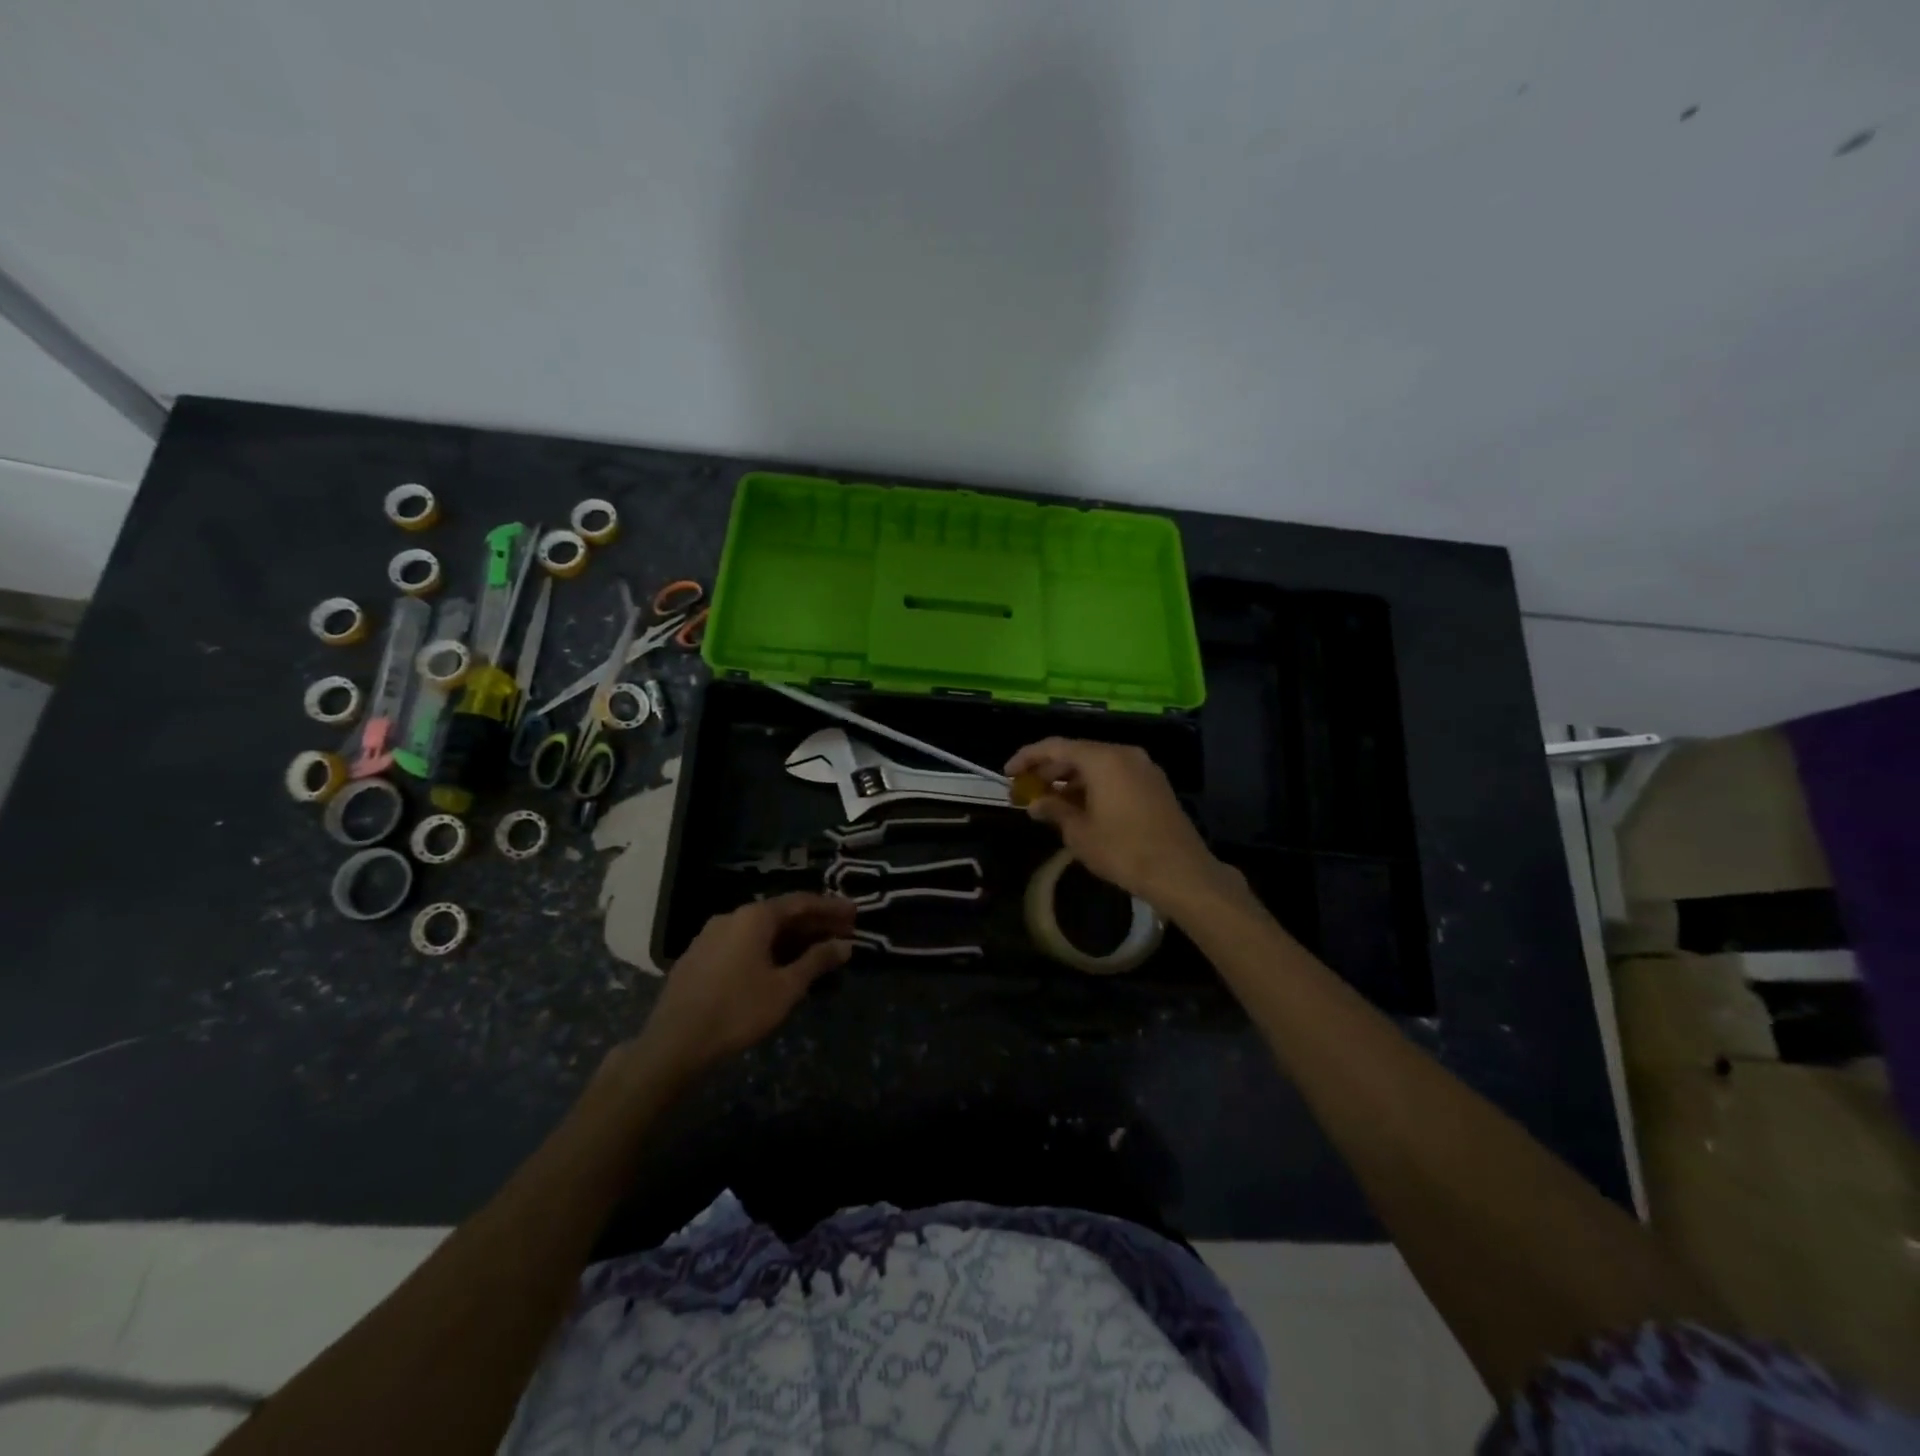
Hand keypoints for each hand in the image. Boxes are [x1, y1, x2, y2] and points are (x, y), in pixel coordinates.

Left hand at [631, 893, 854, 1080]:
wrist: (674, 1043)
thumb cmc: (737, 1011)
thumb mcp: (785, 988)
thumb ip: (816, 961)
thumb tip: (845, 945)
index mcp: (754, 916)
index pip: (801, 902)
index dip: (831, 907)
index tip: (855, 914)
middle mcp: (732, 916)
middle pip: (780, 914)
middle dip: (813, 923)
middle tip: (843, 932)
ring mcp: (711, 935)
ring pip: (760, 930)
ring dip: (791, 938)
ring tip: (816, 951)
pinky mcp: (699, 956)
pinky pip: (743, 943)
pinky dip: (768, 948)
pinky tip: (779, 965)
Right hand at [1006, 738, 1233, 912]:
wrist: (1181, 872)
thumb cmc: (1124, 850)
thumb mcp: (1080, 833)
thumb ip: (1054, 810)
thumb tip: (1036, 803)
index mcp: (1103, 759)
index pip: (1055, 747)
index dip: (1028, 757)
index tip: (1008, 773)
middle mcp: (1124, 754)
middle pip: (1077, 753)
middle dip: (1049, 770)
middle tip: (1027, 790)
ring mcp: (1143, 768)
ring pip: (1097, 765)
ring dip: (1071, 780)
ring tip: (1050, 803)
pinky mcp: (1155, 786)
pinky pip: (1115, 776)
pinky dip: (1093, 786)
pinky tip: (1080, 808)